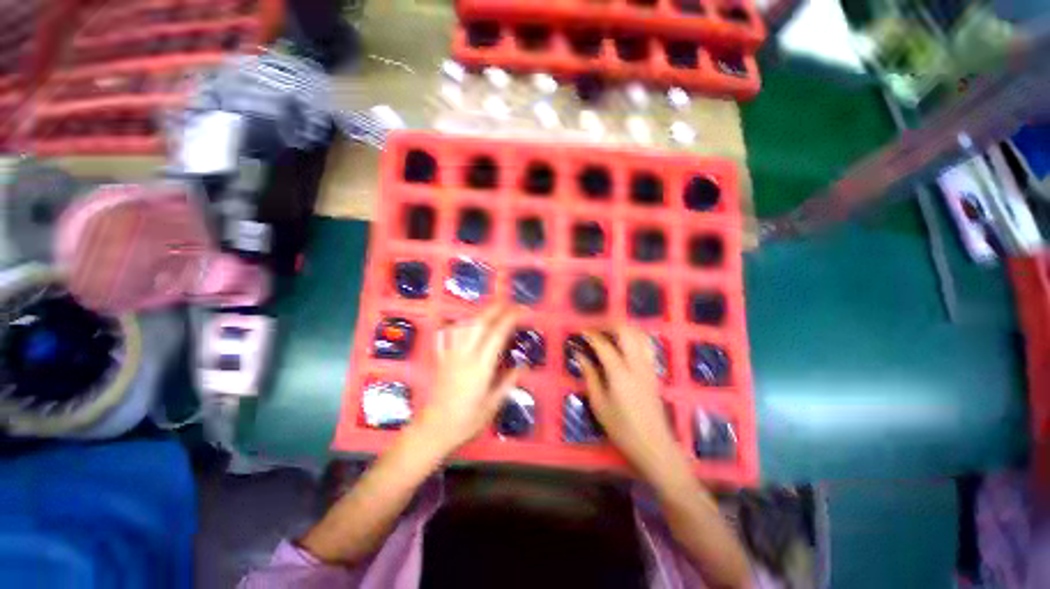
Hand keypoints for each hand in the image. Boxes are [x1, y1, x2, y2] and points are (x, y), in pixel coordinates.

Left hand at [409, 304, 521, 457]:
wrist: (433, 431)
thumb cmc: (466, 421)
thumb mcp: (492, 406)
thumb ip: (507, 383)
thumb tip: (522, 367)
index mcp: (480, 367)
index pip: (497, 334)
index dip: (510, 318)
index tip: (522, 310)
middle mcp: (465, 356)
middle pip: (479, 323)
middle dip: (495, 308)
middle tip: (509, 303)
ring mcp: (450, 355)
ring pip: (462, 326)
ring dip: (478, 315)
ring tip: (490, 313)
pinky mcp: (440, 359)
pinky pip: (445, 336)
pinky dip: (454, 327)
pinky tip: (461, 325)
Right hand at [578, 325, 686, 480]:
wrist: (654, 445)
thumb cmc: (622, 428)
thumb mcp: (599, 404)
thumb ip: (590, 375)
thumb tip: (580, 355)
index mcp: (620, 373)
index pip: (604, 344)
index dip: (591, 334)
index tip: (580, 330)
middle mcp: (637, 365)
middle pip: (627, 331)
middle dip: (609, 324)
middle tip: (596, 328)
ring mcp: (648, 367)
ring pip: (640, 335)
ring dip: (624, 328)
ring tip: (609, 332)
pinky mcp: (654, 372)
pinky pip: (646, 345)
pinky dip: (634, 337)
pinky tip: (624, 344)